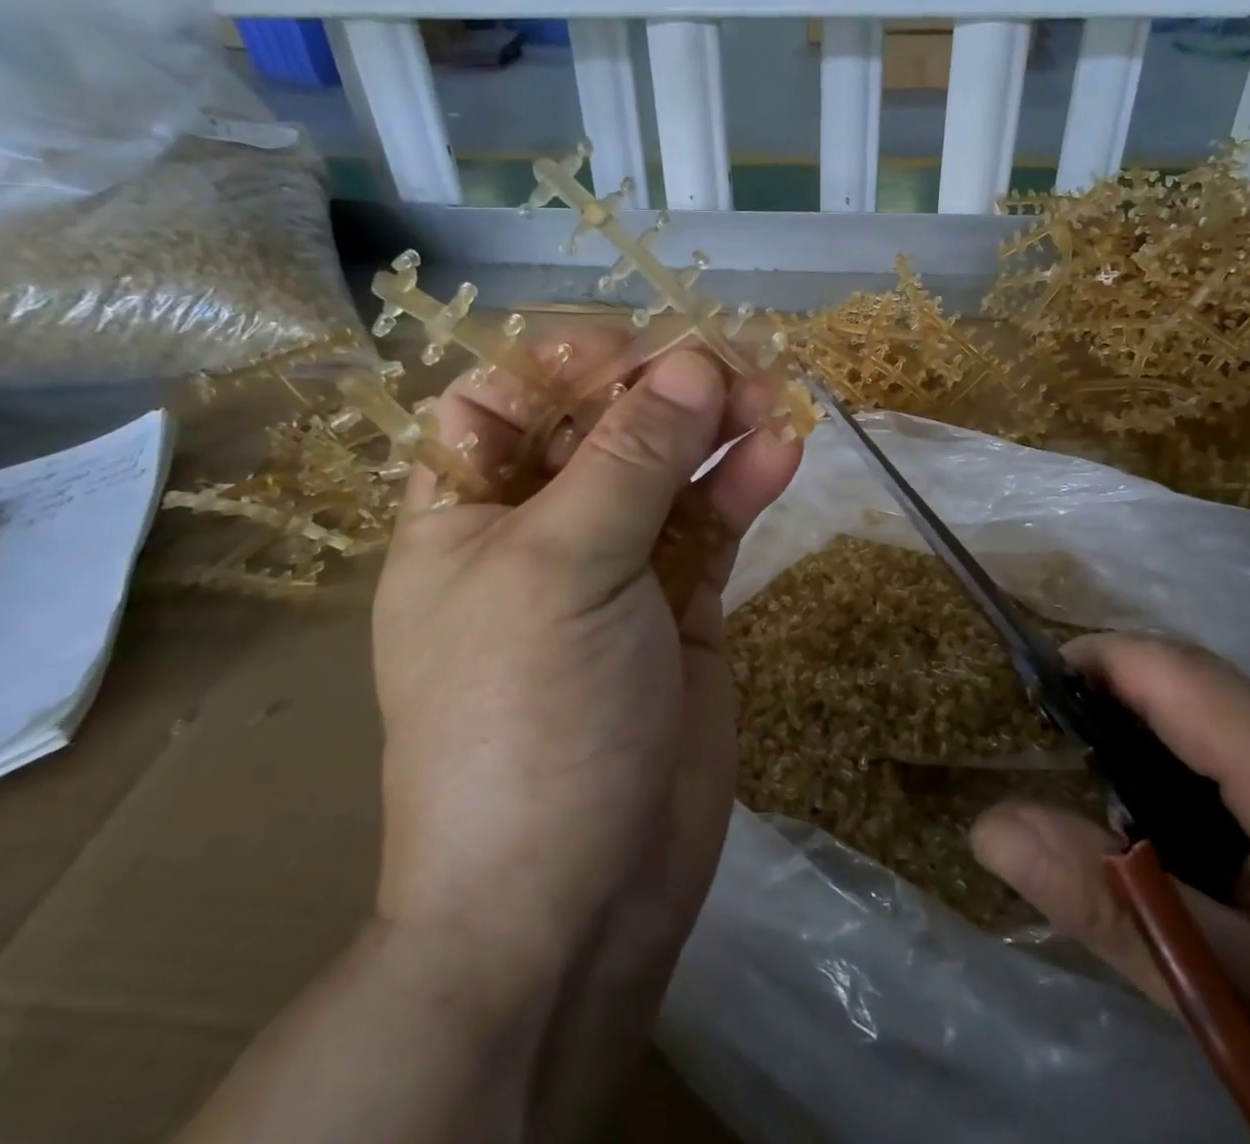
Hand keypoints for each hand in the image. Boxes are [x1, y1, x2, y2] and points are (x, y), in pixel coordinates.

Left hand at [370, 331, 800, 1128]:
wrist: (574, 898)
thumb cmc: (527, 718)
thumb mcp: (562, 568)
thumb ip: (630, 459)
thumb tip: (691, 363)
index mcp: (467, 512)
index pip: (502, 400)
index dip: (563, 363)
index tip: (636, 351)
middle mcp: (540, 529)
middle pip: (601, 427)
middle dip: (662, 390)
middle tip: (731, 365)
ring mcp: (618, 567)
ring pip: (670, 470)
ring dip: (717, 428)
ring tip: (771, 398)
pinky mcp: (683, 604)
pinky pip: (713, 524)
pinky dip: (745, 484)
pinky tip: (782, 452)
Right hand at [971, 636, 1249, 1143]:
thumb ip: (1111, 902)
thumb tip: (986, 829)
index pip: (1178, 670)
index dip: (1095, 662)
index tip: (1031, 691)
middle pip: (1219, 693)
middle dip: (1133, 717)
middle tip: (1073, 779)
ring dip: (1187, 754)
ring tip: (1138, 820)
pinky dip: (1246, 782)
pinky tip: (1236, 854)